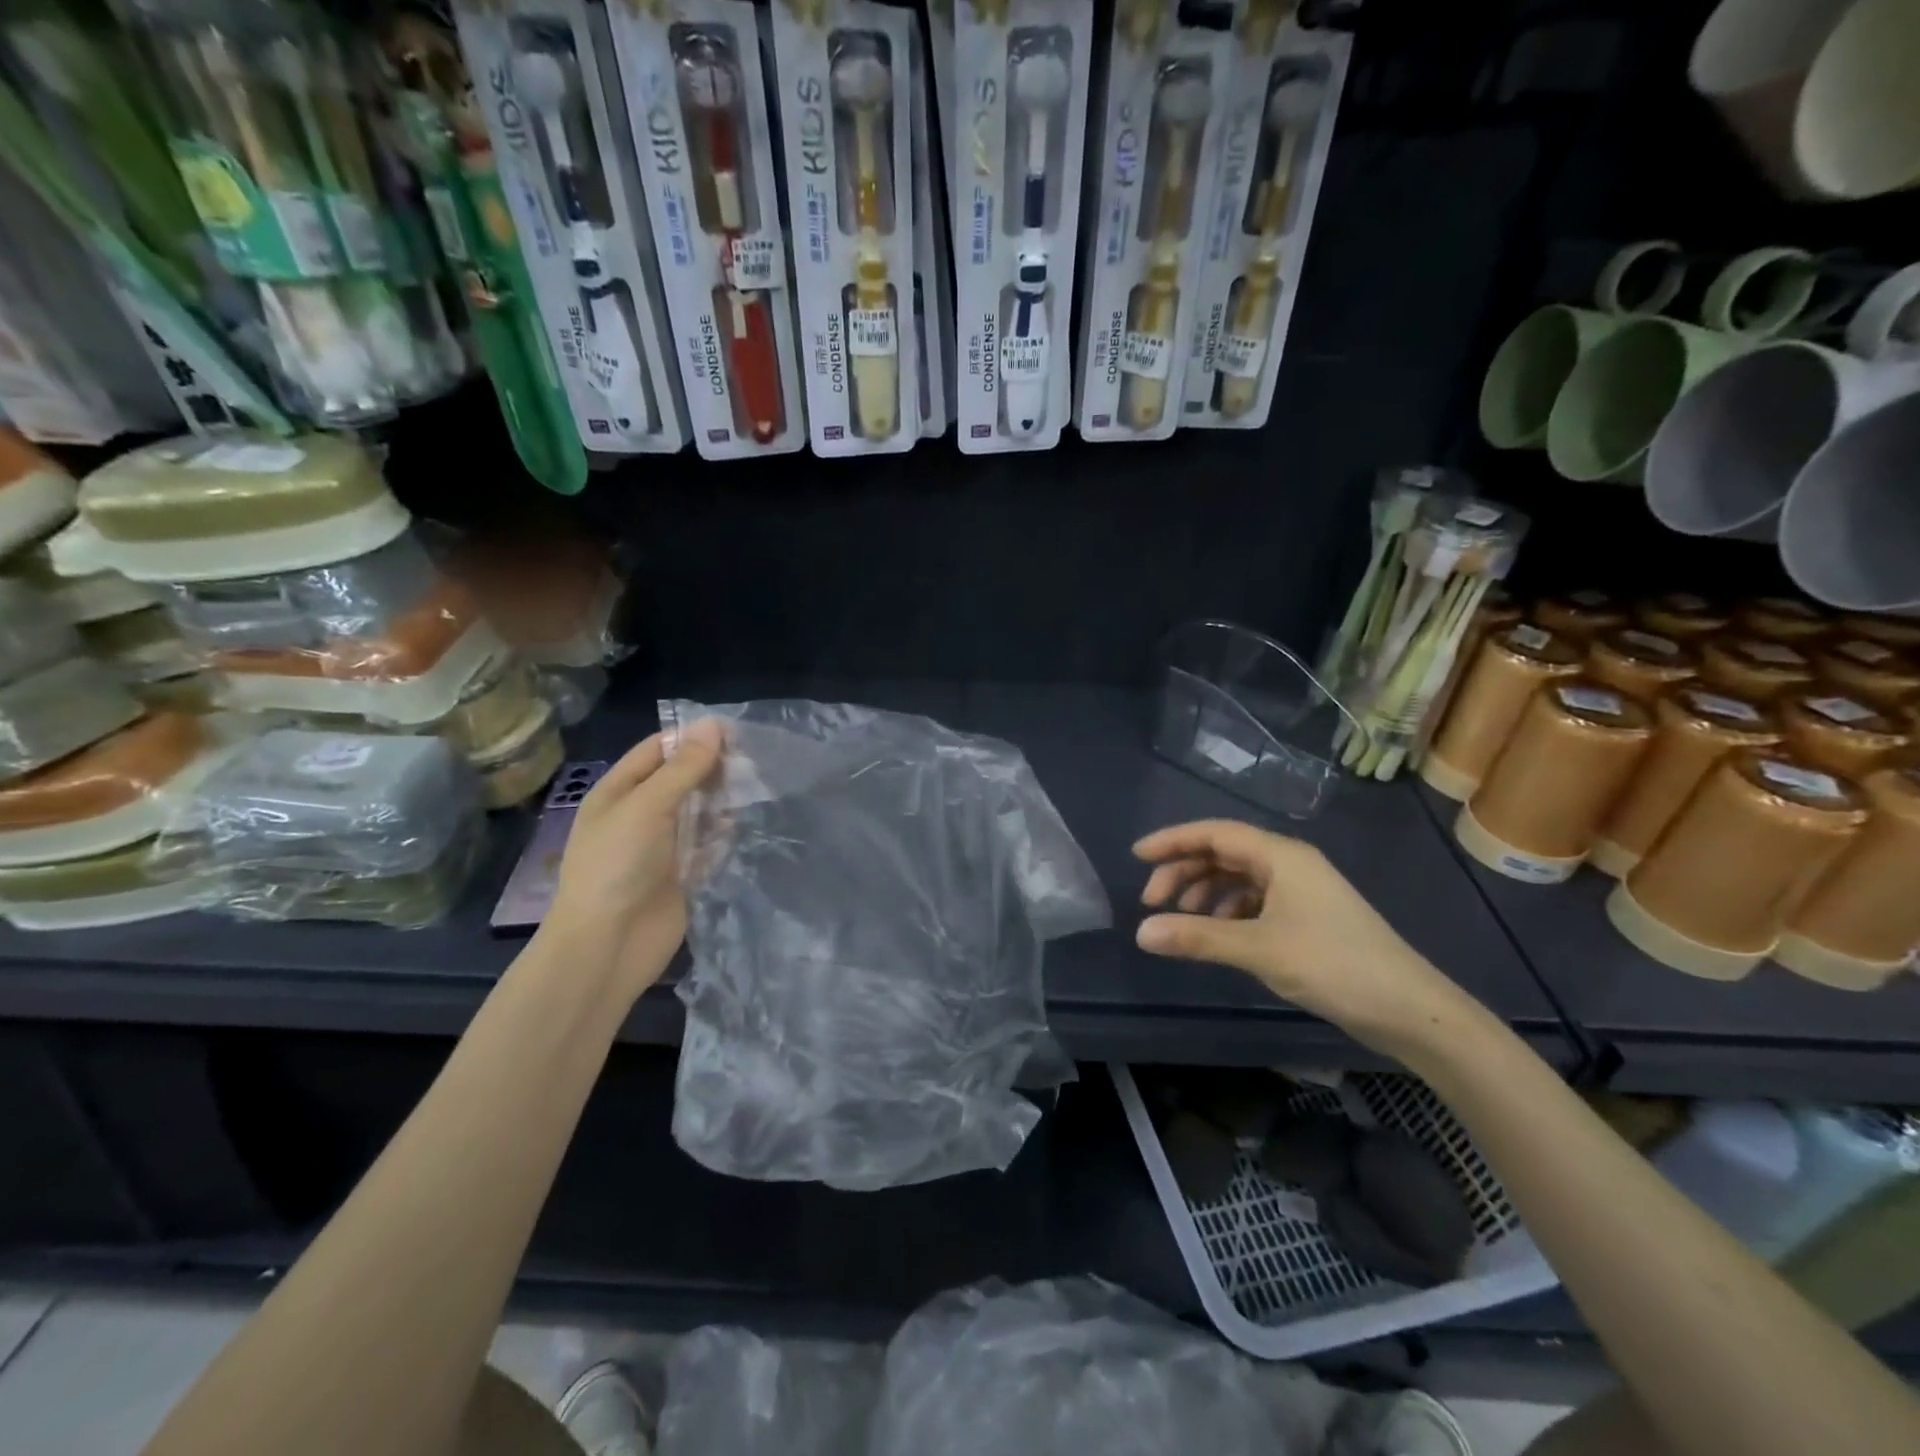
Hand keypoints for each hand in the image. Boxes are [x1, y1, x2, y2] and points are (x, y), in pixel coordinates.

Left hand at [540, 720, 723, 1000]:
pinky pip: (708, 846)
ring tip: (752, 792)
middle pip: (682, 780)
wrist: (608, 945)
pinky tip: (739, 830)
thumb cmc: (617, 866)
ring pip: (699, 812)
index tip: (735, 733)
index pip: (658, 751)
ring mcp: (662, 846)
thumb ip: (683, 768)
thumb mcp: (647, 807)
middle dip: (712, 769)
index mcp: (620, 792)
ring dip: (722, 802)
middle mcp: (641, 814)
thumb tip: (713, 725)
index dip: (692, 738)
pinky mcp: (683, 875)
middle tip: (751, 765)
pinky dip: (723, 836)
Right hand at [1133, 819, 1477, 1059]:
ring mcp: (1301, 890)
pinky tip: (1217, 934)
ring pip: (1238, 878)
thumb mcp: (1258, 949)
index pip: (1214, 833)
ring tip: (1180, 921)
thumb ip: (1197, 938)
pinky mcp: (1308, 916)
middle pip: (1223, 854)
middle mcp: (1290, 863)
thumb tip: (1140, 934)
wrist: (1411, 1010)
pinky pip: (1255, 900)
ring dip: (1204, 893)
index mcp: (1281, 856)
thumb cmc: (1334, 966)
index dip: (1172, 841)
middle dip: (1184, 872)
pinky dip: (1228, 911)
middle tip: (1152, 903)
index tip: (1136, 856)